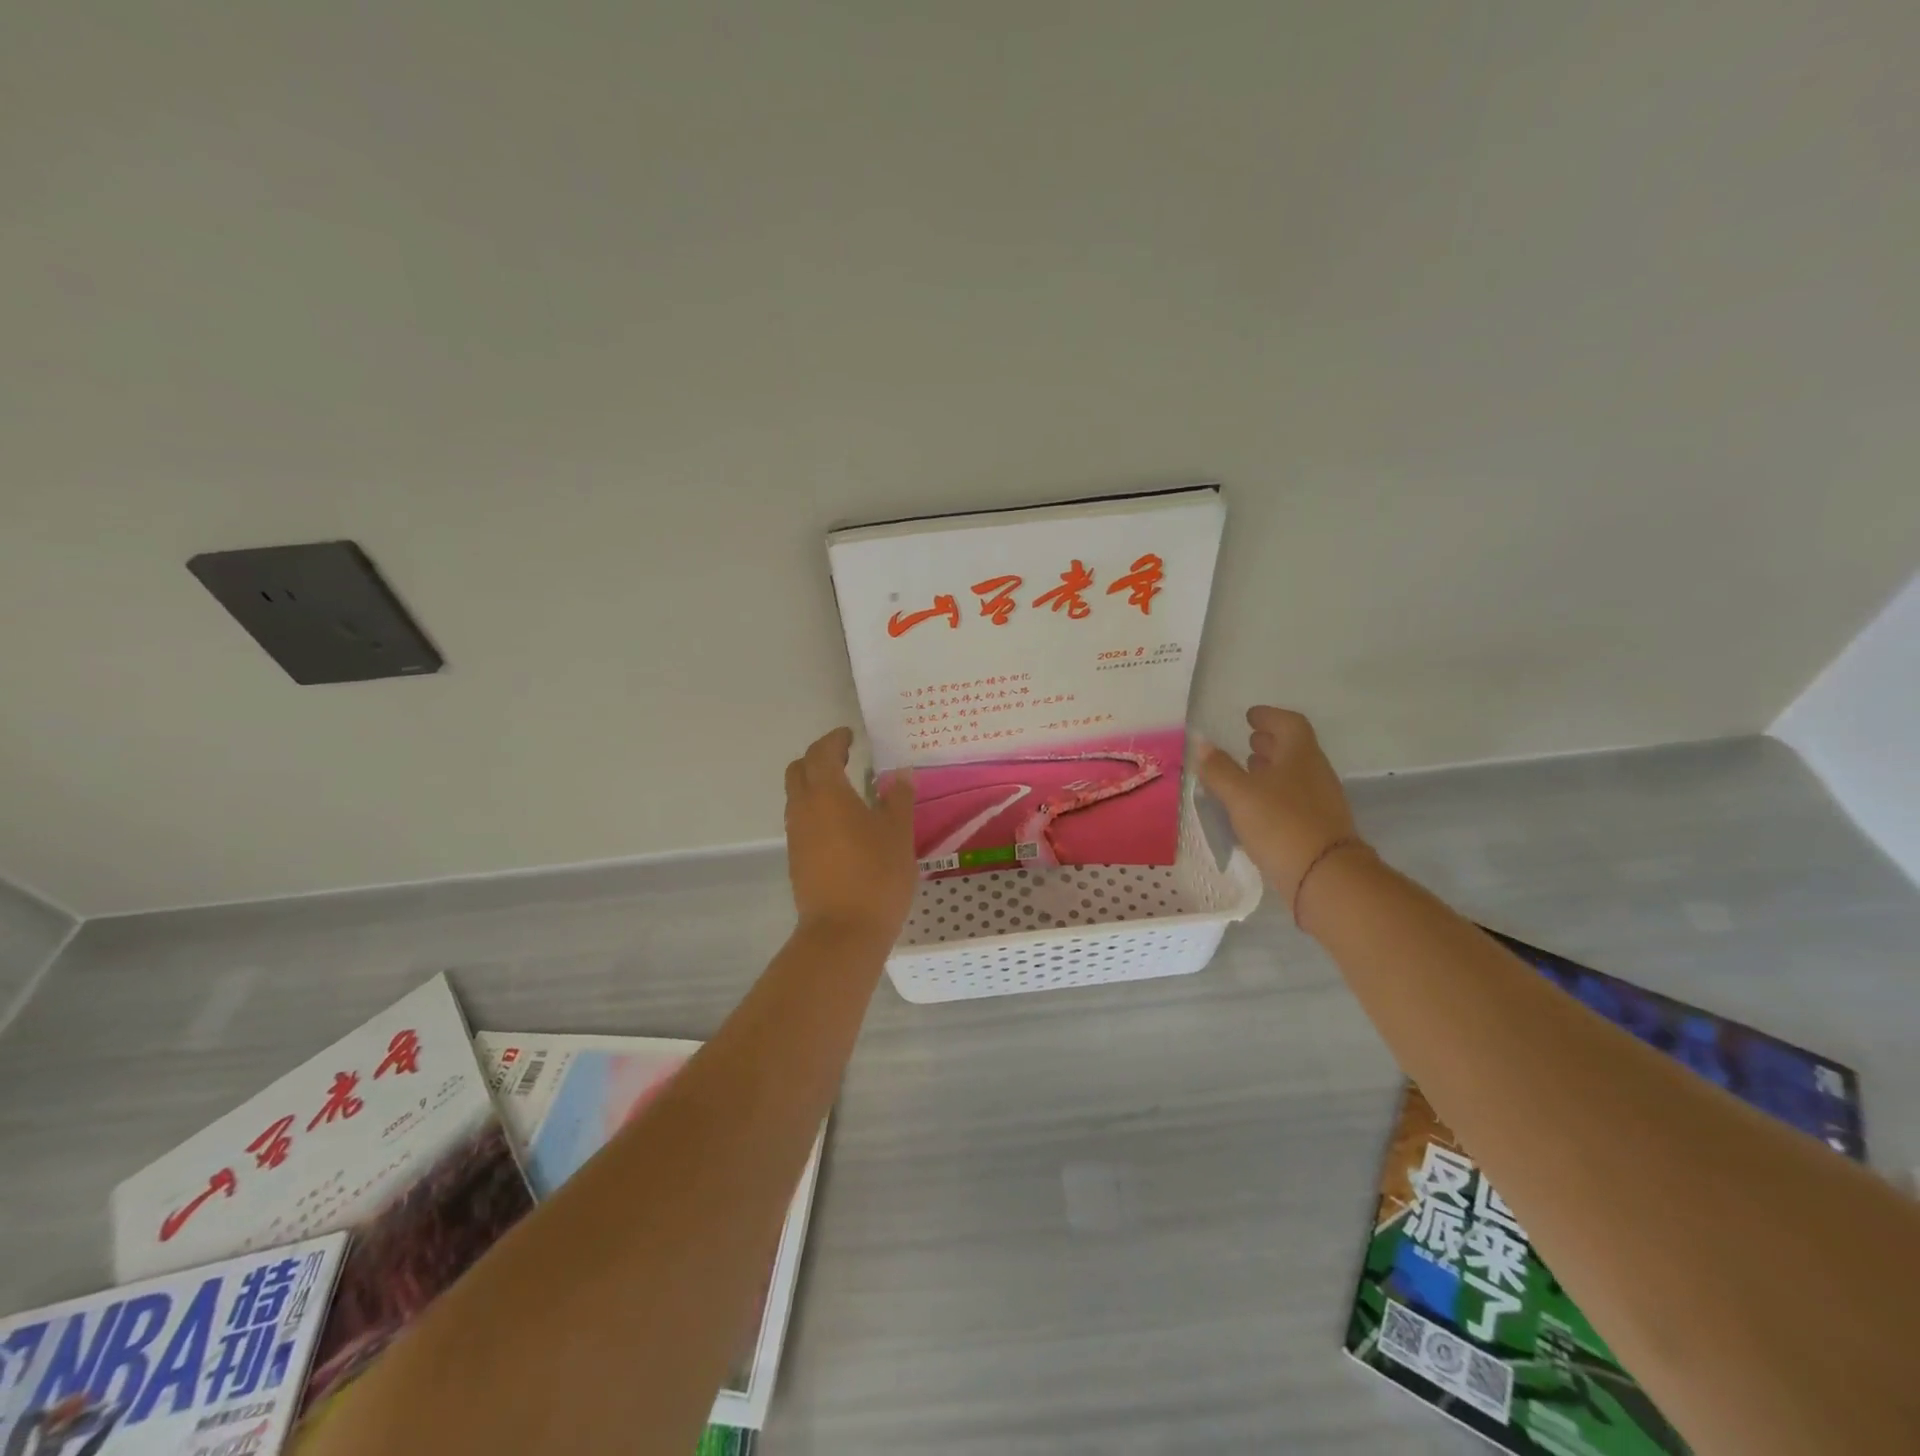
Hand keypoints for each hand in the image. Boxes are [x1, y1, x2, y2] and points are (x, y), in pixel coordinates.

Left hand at [783, 728, 917, 947]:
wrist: (843, 932)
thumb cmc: (876, 875)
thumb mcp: (898, 833)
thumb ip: (898, 799)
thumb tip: (899, 774)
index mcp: (826, 793)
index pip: (822, 753)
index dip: (834, 740)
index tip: (850, 735)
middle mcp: (803, 808)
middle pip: (799, 770)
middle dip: (818, 758)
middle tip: (845, 757)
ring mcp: (796, 835)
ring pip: (797, 797)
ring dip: (816, 785)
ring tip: (847, 790)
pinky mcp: (797, 859)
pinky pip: (802, 821)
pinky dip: (817, 810)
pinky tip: (843, 824)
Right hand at [1199, 707, 1364, 900]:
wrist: (1326, 877)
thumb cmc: (1281, 824)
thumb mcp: (1240, 794)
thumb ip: (1219, 768)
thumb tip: (1202, 742)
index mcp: (1300, 755)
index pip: (1289, 723)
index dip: (1269, 716)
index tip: (1250, 716)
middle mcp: (1315, 773)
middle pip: (1293, 749)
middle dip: (1270, 743)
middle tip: (1247, 741)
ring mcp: (1320, 802)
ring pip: (1293, 776)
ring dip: (1271, 770)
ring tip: (1246, 773)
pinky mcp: (1317, 828)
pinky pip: (1293, 800)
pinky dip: (1273, 795)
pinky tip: (1254, 808)